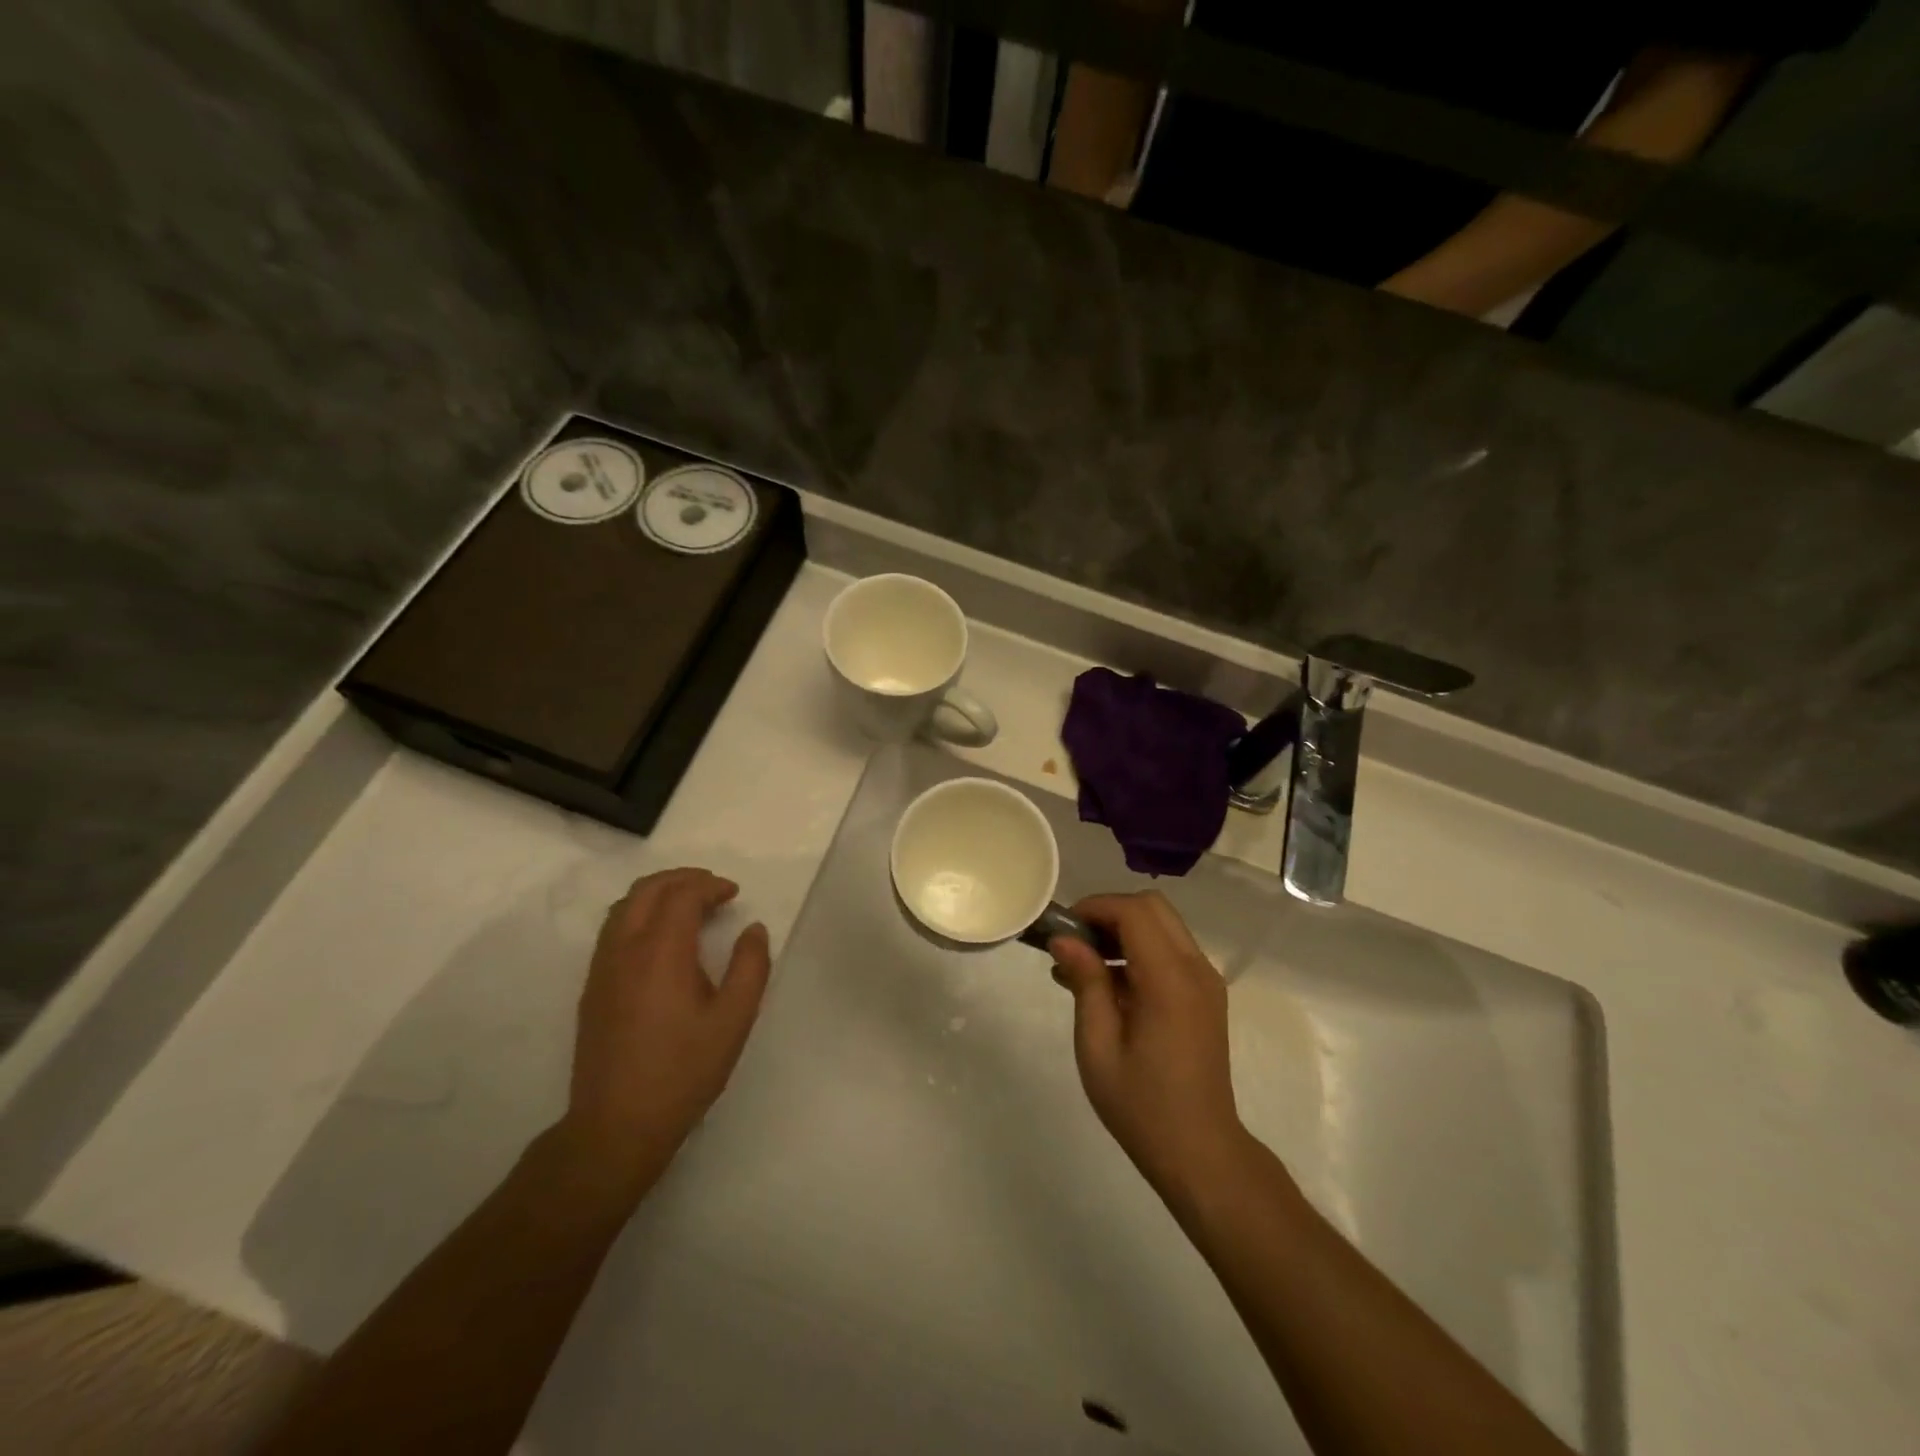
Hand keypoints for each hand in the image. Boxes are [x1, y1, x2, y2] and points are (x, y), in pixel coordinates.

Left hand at [557, 868, 771, 1190]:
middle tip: (713, 889)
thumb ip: (750, 966)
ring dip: (658, 894)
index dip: (710, 886)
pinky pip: (613, 929)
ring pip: (625, 906)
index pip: (682, 894)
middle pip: (648, 889)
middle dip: (683, 879)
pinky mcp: (592, 987)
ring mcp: (602, 967)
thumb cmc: (683, 1071)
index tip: (734, 894)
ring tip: (689, 907)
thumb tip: (753, 930)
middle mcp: (625, 949)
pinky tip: (662, 939)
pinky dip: (640, 914)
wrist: (617, 1125)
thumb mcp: (734, 1020)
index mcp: (661, 952)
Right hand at [1050, 892, 1247, 1197]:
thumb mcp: (1098, 1046)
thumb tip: (1064, 940)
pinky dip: (1139, 949)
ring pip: (1163, 924)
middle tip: (1075, 943)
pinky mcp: (1206, 994)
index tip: (1063, 929)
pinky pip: (1171, 949)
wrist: (1201, 1152)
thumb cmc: (1142, 1105)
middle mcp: (1196, 969)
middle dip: (1109, 913)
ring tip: (1084, 965)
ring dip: (1123, 930)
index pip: (1134, 912)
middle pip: (1153, 907)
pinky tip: (1108, 985)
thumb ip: (1086, 984)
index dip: (1096, 908)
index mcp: (1170, 981)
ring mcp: (1206, 980)